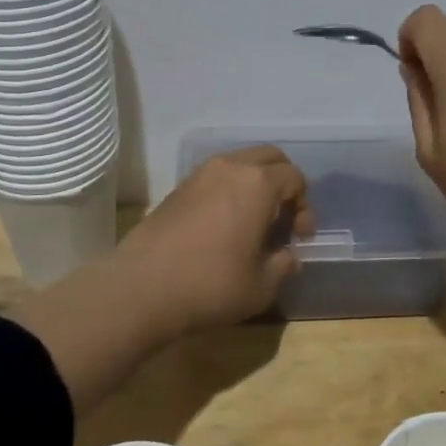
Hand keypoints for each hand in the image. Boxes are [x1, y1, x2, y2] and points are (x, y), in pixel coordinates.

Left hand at [110, 146, 314, 334]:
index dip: (304, 206)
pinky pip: (216, 178)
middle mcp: (230, 168)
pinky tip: (225, 225)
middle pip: (269, 157)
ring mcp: (200, 175)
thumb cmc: (211, 285)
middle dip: (283, 183)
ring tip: (254, 222)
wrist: (142, 288)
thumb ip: (283, 265)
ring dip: (255, 185)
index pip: (294, 177)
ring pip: (240, 164)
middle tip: (283, 218)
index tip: (299, 237)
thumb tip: (288, 257)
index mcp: (258, 183)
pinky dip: (230, 191)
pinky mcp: (177, 189)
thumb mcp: (261, 286)